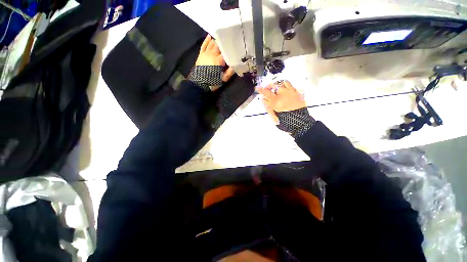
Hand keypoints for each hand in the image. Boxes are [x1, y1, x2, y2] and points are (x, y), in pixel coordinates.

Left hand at [196, 35, 234, 81]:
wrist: (199, 84)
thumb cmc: (212, 82)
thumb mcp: (223, 79)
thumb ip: (230, 72)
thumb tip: (236, 65)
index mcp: (219, 60)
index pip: (226, 51)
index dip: (231, 48)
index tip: (236, 45)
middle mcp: (212, 54)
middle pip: (219, 45)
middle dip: (224, 43)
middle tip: (230, 40)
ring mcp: (206, 53)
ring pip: (212, 43)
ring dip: (217, 41)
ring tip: (222, 38)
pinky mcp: (201, 54)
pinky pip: (204, 45)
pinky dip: (207, 40)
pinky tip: (210, 36)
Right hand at [256, 81, 305, 123]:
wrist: (300, 122)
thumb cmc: (285, 121)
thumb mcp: (273, 116)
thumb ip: (268, 107)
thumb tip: (263, 99)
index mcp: (276, 102)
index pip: (266, 93)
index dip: (261, 90)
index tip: (257, 87)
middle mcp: (282, 95)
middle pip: (273, 86)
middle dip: (269, 86)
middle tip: (267, 89)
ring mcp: (290, 93)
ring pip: (282, 83)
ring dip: (277, 85)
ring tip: (276, 88)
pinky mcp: (296, 92)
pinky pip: (290, 84)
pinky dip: (285, 84)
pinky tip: (284, 88)